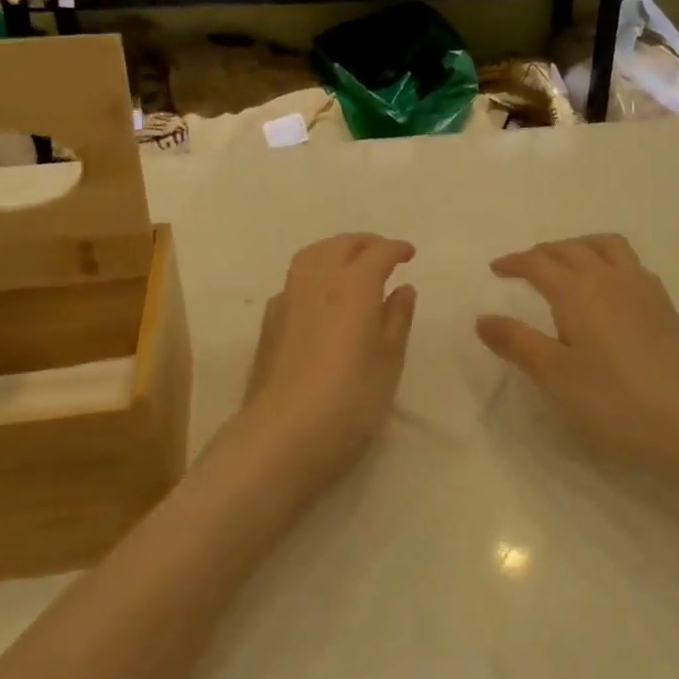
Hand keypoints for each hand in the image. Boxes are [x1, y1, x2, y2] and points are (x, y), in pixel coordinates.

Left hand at [222, 234, 417, 502]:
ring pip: (312, 256)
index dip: (395, 249)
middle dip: (364, 243)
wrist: (282, 435)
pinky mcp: (270, 321)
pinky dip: (313, 274)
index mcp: (353, 287)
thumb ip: (397, 320)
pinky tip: (321, 296)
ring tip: (351, 265)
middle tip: (383, 253)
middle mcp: (318, 282)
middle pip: (340, 245)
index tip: (409, 253)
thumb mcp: (388, 363)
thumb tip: (403, 289)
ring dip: (335, 250)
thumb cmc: (350, 401)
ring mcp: (288, 299)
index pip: (376, 253)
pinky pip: (295, 280)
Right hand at [476, 235, 678, 479]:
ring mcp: (642, 288)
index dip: (514, 262)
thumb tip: (482, 318)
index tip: (495, 269)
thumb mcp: (555, 376)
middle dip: (543, 252)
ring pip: (606, 246)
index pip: (538, 263)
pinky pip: (631, 264)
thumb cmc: (614, 402)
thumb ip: (517, 343)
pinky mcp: (664, 306)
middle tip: (524, 268)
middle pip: (571, 248)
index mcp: (577, 291)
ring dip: (579, 246)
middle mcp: (609, 278)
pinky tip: (609, 288)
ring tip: (567, 263)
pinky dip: (609, 261)